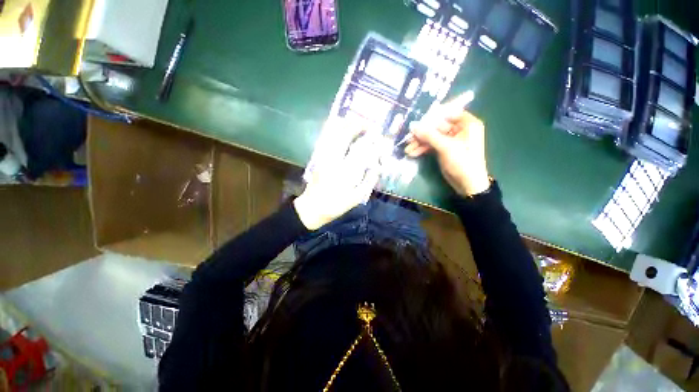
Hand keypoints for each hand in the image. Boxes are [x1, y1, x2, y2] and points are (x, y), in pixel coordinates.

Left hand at [294, 118, 381, 230]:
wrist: (312, 208)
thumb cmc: (335, 205)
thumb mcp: (356, 198)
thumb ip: (368, 182)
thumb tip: (377, 168)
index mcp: (344, 172)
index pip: (359, 150)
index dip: (369, 140)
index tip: (377, 134)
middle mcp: (333, 161)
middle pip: (343, 137)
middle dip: (355, 126)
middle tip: (367, 123)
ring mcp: (323, 158)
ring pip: (332, 135)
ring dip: (344, 125)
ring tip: (354, 120)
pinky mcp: (318, 159)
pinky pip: (325, 140)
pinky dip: (332, 130)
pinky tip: (338, 126)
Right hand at [404, 96, 489, 196]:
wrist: (467, 184)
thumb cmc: (462, 162)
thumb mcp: (446, 147)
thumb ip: (429, 135)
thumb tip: (412, 126)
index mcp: (467, 123)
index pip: (449, 112)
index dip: (433, 116)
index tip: (419, 121)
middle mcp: (459, 129)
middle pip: (437, 126)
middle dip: (422, 133)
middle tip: (409, 138)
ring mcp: (450, 140)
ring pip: (432, 136)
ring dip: (420, 142)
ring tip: (408, 149)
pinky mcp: (444, 149)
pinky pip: (431, 145)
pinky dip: (423, 148)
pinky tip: (413, 153)